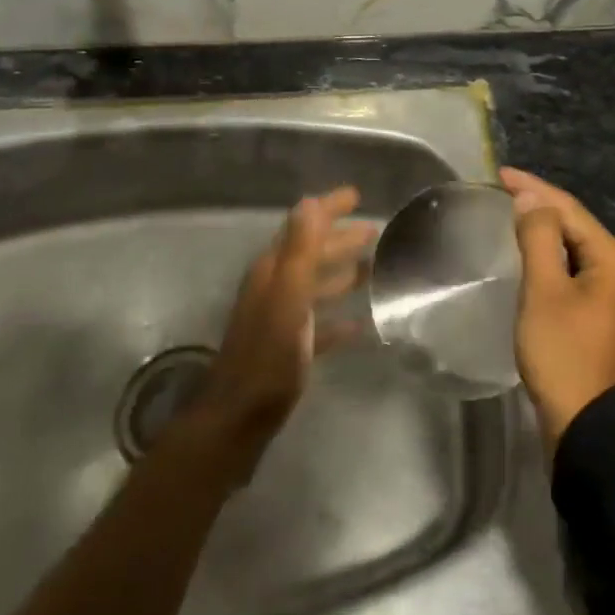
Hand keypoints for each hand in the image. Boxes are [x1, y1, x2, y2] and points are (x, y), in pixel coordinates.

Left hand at [175, 187, 369, 484]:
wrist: (239, 419)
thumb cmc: (268, 355)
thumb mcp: (288, 295)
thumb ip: (300, 249)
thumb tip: (310, 201)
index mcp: (274, 270)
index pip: (304, 226)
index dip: (328, 208)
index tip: (356, 194)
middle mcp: (276, 287)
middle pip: (312, 253)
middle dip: (341, 239)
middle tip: (374, 231)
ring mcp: (281, 318)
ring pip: (316, 285)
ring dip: (342, 273)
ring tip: (373, 269)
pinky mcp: (289, 348)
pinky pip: (319, 324)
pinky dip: (338, 318)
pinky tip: (360, 324)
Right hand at [502, 167, 614, 455]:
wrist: (585, 425)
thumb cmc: (563, 352)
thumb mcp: (545, 290)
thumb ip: (539, 238)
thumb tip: (531, 198)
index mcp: (611, 258)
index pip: (569, 209)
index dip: (534, 188)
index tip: (500, 173)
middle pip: (574, 223)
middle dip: (539, 203)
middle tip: (502, 189)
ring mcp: (609, 291)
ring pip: (572, 245)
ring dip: (543, 227)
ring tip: (511, 211)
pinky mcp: (595, 311)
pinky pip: (570, 266)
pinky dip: (548, 253)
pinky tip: (528, 251)